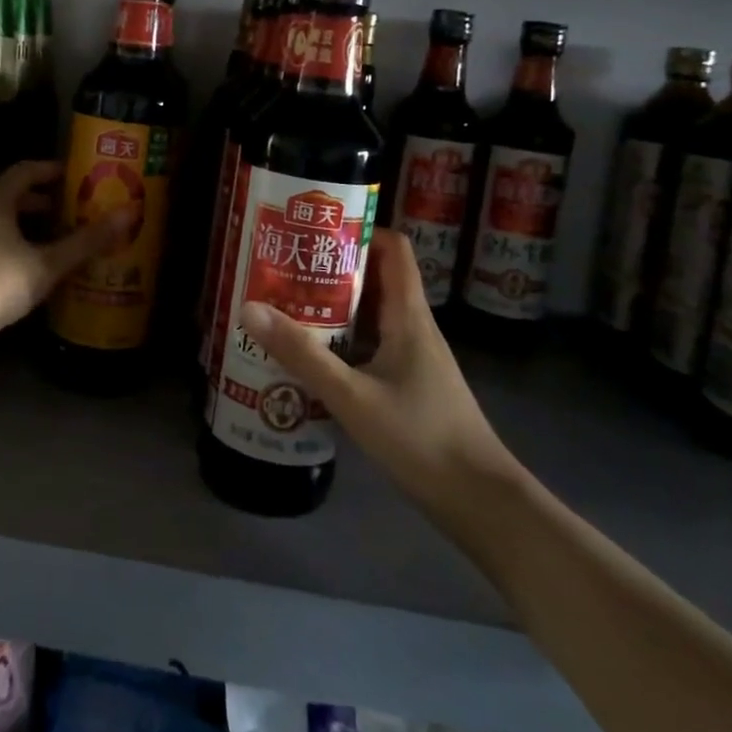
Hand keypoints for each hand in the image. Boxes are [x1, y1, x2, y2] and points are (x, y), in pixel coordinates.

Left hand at [0, 161, 128, 366]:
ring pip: (10, 221)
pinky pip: (2, 242)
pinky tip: (45, 266)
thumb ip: (87, 240)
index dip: (54, 170)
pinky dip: (25, 245)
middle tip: (82, 208)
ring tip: (70, 236)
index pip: (28, 170)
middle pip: (19, 195)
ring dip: (37, 226)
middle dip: (50, 201)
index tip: (82, 177)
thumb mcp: (48, 261)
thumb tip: (128, 214)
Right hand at [240, 230, 519, 528]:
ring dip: (334, 305)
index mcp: (408, 315)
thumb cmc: (421, 438)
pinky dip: (343, 340)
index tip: (316, 231)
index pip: (394, 248)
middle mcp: (413, 326)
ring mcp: (414, 356)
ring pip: (372, 313)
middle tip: (286, 268)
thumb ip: (302, 354)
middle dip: (332, 268)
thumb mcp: (352, 396)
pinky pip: (372, 344)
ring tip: (287, 306)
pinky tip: (312, 356)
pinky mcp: (410, 383)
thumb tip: (249, 307)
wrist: (481, 502)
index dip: (360, 229)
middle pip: (376, 277)